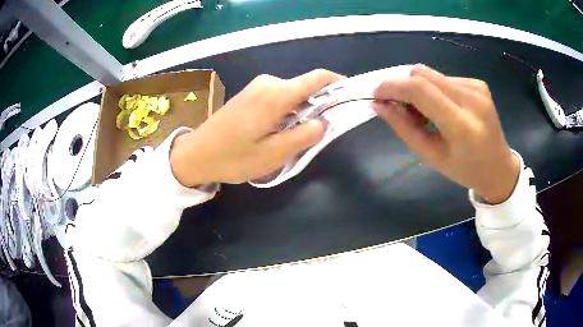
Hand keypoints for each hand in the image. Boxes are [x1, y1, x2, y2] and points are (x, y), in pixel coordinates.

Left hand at [170, 69, 345, 185]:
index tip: (350, 97)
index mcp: (277, 94)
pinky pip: (279, 97)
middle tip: (321, 133)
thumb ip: (304, 136)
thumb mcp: (273, 154)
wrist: (196, 154)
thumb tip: (323, 122)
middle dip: (320, 105)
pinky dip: (289, 111)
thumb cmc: (233, 157)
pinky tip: (280, 131)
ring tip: (298, 137)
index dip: (338, 84)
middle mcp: (269, 83)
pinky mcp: (250, 94)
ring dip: (303, 111)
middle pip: (306, 87)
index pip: (318, 78)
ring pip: (293, 94)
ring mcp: (257, 87)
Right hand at [372, 65, 519, 203]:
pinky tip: (441, 108)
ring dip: (419, 89)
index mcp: (462, 126)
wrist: (499, 168)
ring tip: (424, 113)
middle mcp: (472, 99)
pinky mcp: (478, 83)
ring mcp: (477, 88)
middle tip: (400, 107)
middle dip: (403, 86)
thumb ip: (404, 129)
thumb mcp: (431, 157)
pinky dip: (435, 90)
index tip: (377, 94)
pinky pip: (445, 78)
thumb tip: (378, 105)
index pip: (419, 89)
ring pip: (432, 75)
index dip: (392, 86)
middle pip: (423, 74)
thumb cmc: (464, 170)